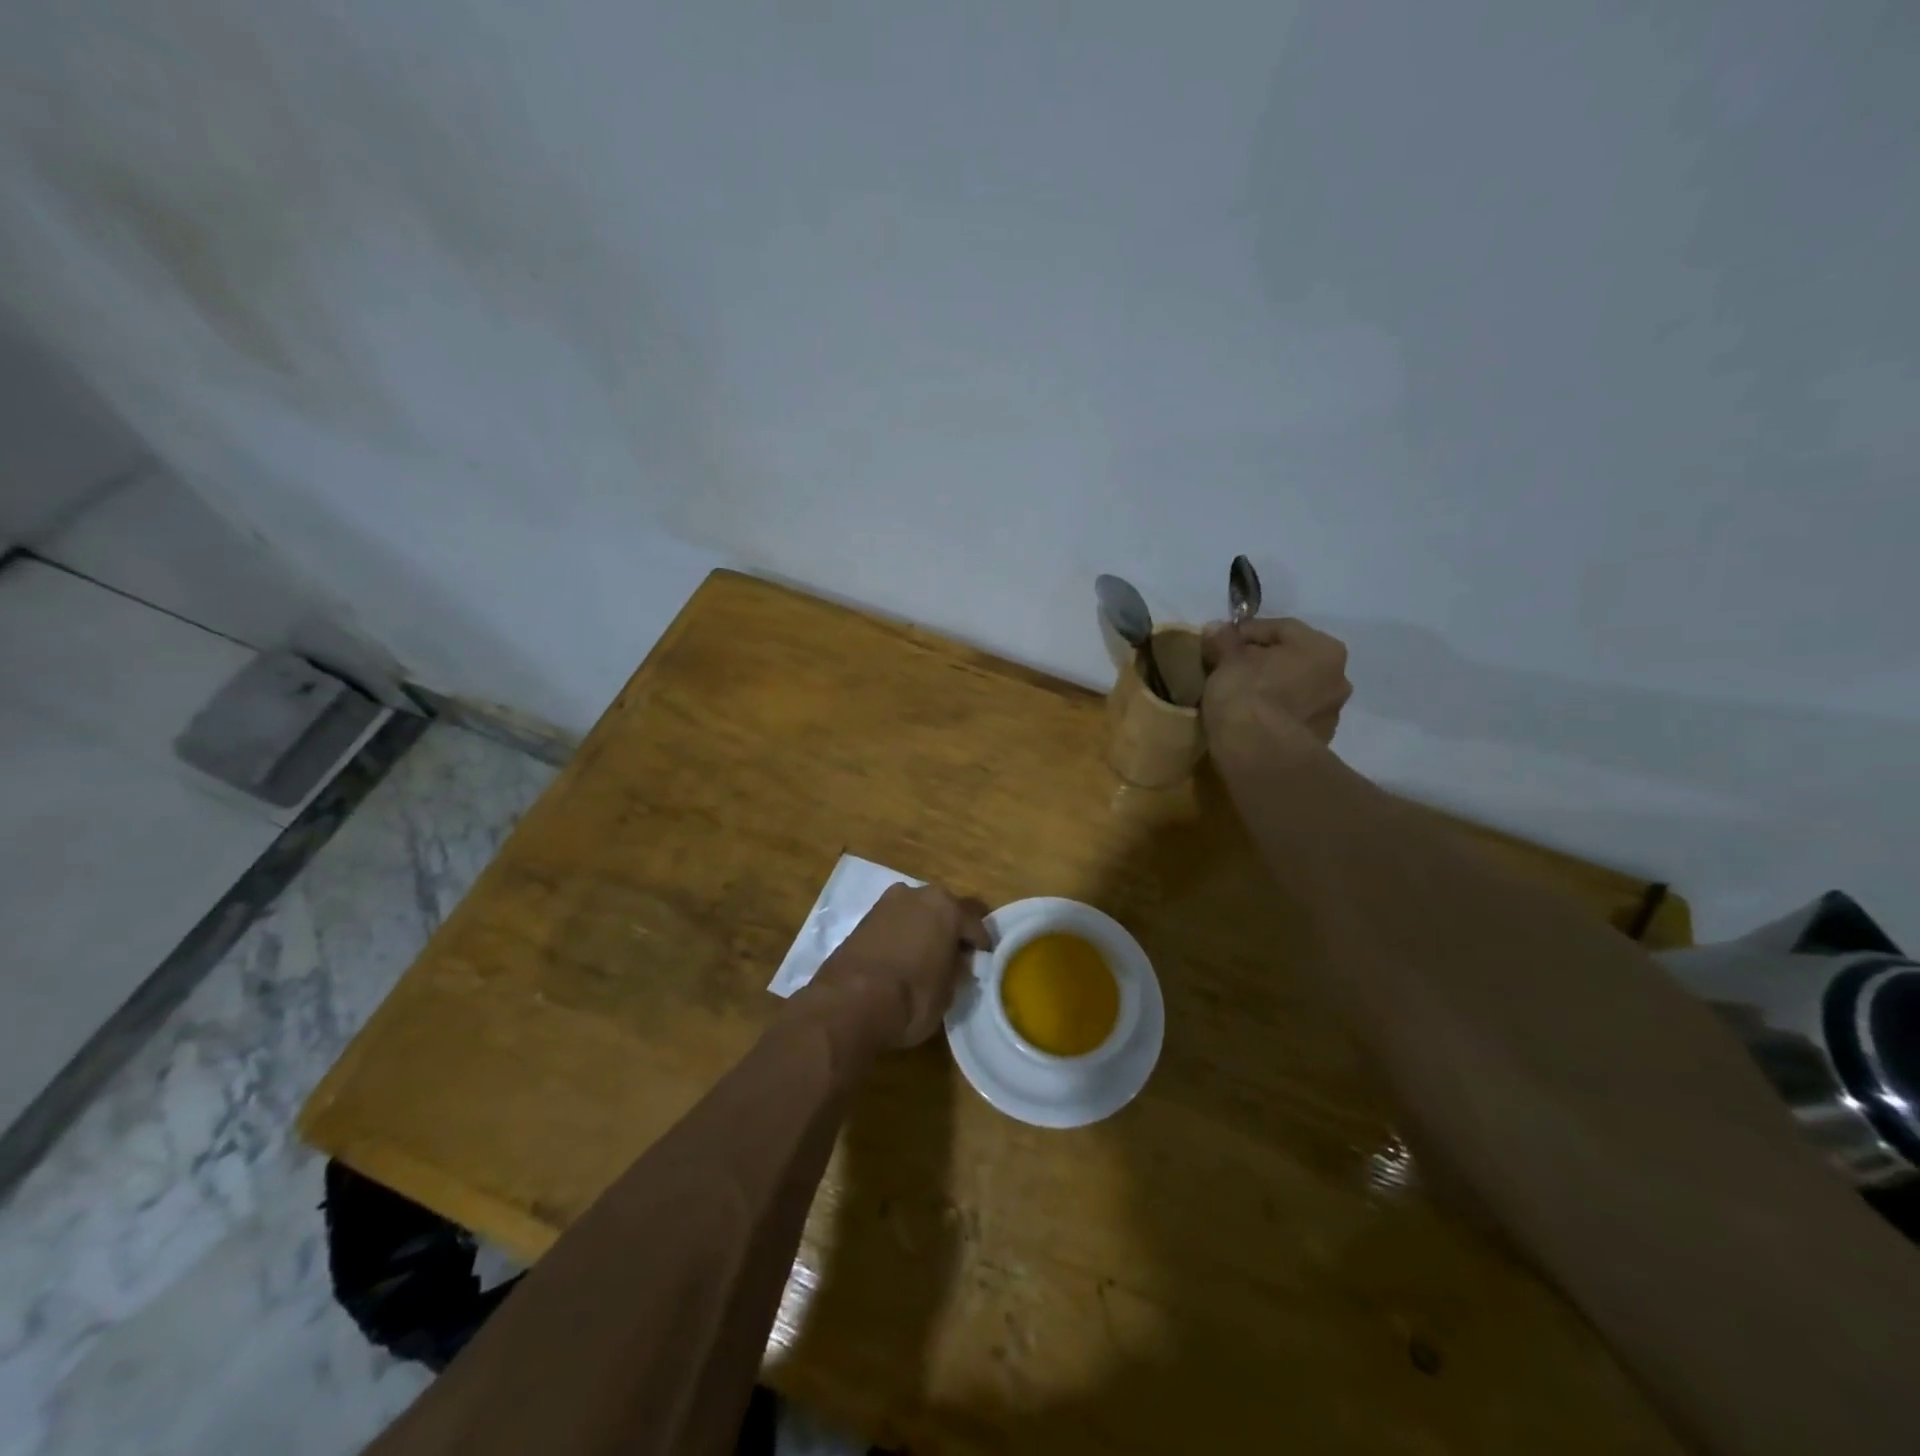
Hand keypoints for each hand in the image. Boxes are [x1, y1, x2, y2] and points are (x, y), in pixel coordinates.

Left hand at [806, 883, 991, 1048]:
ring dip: (923, 929)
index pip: (974, 923)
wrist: (850, 1002)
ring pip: (916, 913)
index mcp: (947, 907)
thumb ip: (957, 970)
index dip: (981, 944)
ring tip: (926, 957)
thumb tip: (957, 963)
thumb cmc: (912, 997)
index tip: (984, 960)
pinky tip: (901, 958)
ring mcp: (886, 903)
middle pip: (943, 909)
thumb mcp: (948, 992)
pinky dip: (901, 936)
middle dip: (950, 929)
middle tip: (955, 955)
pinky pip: (893, 924)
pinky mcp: (863, 919)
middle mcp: (918, 895)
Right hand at [1200, 616, 1352, 751]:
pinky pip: (1291, 717)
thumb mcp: (1227, 661)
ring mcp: (1331, 713)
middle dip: (1261, 661)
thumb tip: (1216, 628)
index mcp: (1322, 648)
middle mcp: (1338, 677)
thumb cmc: (1246, 695)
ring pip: (1294, 690)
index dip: (1245, 632)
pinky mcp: (1318, 742)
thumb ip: (1223, 641)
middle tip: (1229, 667)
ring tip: (1238, 695)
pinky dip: (1272, 713)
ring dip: (1270, 688)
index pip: (1280, 628)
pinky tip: (1248, 718)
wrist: (1259, 754)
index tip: (1220, 641)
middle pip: (1292, 660)